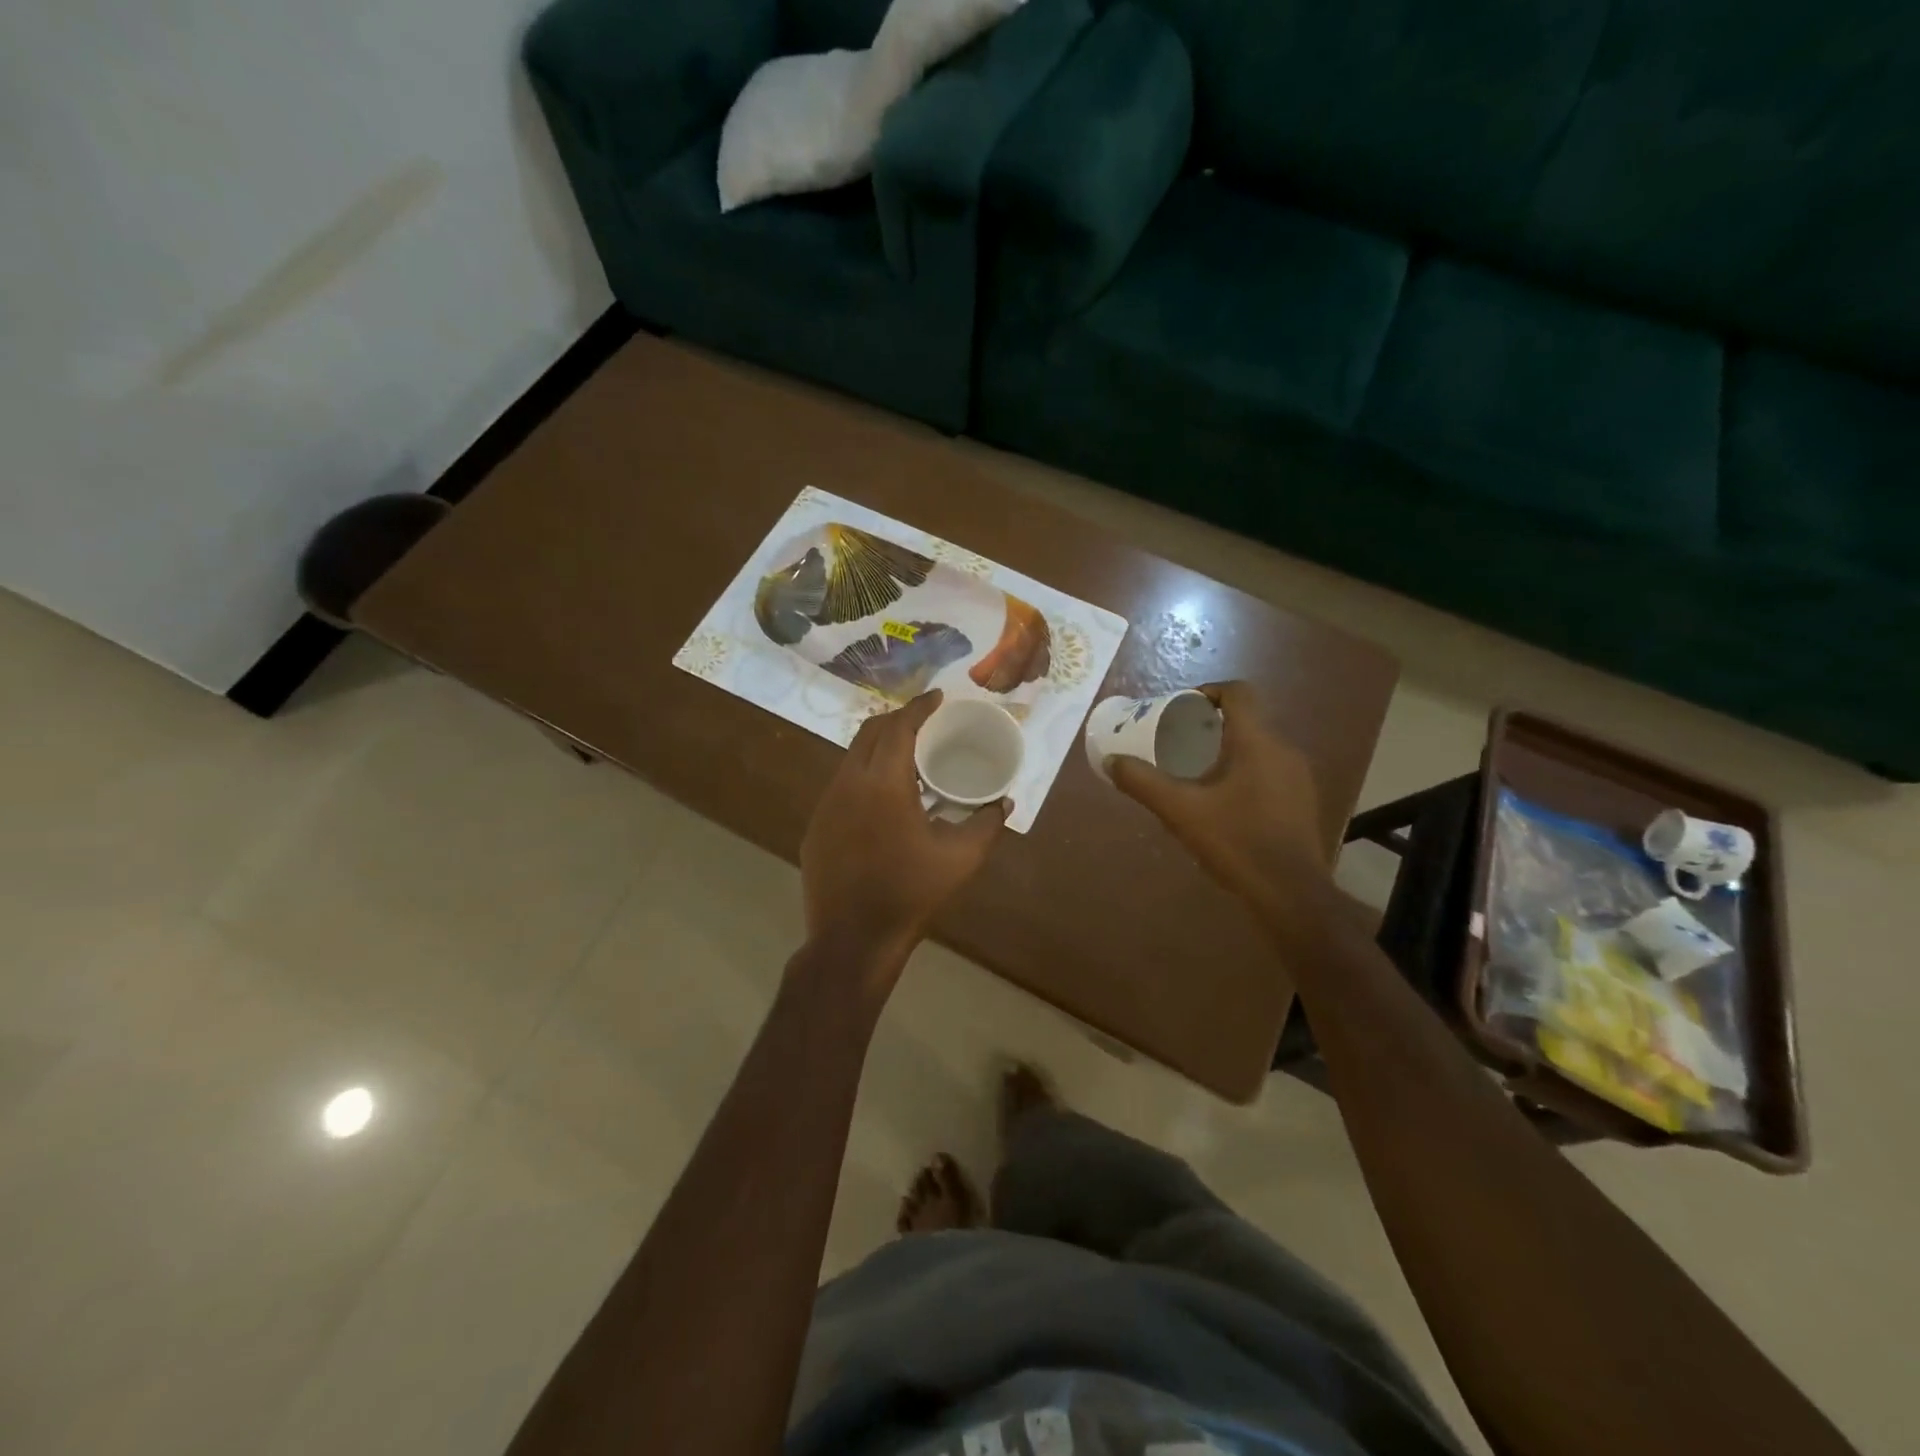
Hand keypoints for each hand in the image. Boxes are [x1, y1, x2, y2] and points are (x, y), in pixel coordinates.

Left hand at [800, 690, 1009, 983]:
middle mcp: (849, 782)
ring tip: (906, 757)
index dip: (919, 707)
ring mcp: (826, 804)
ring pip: (852, 757)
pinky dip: (863, 776)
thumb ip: (987, 824)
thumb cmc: (911, 894)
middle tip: (924, 722)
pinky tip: (881, 800)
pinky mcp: (816, 826)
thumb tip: (1005, 803)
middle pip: (871, 732)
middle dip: (898, 719)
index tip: (937, 697)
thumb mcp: (960, 859)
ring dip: (878, 747)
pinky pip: (841, 785)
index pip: (900, 727)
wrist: (852, 940)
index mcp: (884, 783)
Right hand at [1109, 682, 1333, 936]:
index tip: (1181, 706)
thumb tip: (1110, 761)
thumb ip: (1143, 782)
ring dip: (1228, 750)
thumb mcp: (1180, 811)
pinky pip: (1270, 771)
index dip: (1209, 691)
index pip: (1239, 692)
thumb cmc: (1235, 842)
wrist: (1291, 893)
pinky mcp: (1302, 801)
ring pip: (1259, 747)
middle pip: (1247, 720)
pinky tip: (1224, 802)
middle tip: (1178, 741)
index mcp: (1257, 742)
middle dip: (1211, 725)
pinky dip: (1245, 772)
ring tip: (1196, 772)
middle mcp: (1284, 750)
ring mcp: (1298, 777)